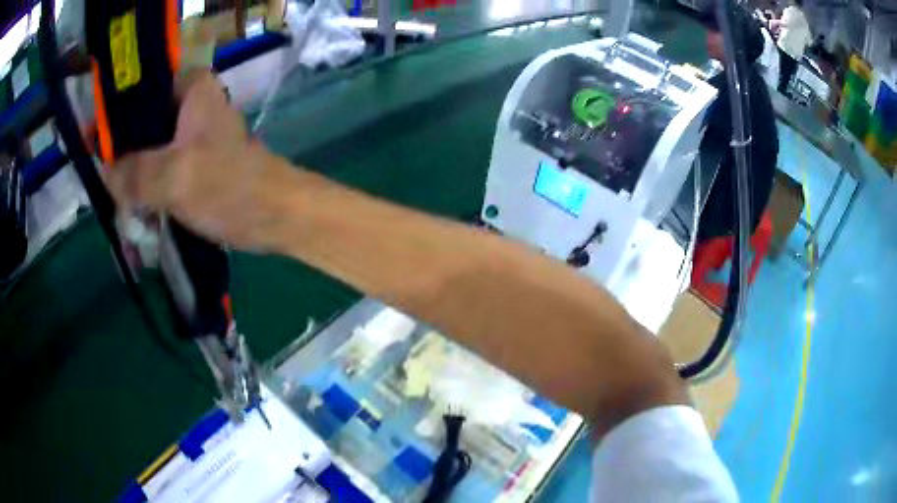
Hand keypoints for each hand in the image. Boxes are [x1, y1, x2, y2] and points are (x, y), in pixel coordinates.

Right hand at [106, 70, 296, 251]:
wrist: (276, 216)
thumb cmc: (230, 186)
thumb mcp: (174, 176)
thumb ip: (134, 172)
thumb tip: (104, 172)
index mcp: (190, 90)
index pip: (138, 92)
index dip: (111, 117)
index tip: (90, 145)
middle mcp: (189, 106)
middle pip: (139, 123)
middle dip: (118, 156)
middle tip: (103, 184)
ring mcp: (189, 136)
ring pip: (146, 150)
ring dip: (130, 178)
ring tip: (117, 205)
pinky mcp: (192, 164)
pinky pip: (157, 171)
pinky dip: (144, 190)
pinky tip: (134, 213)